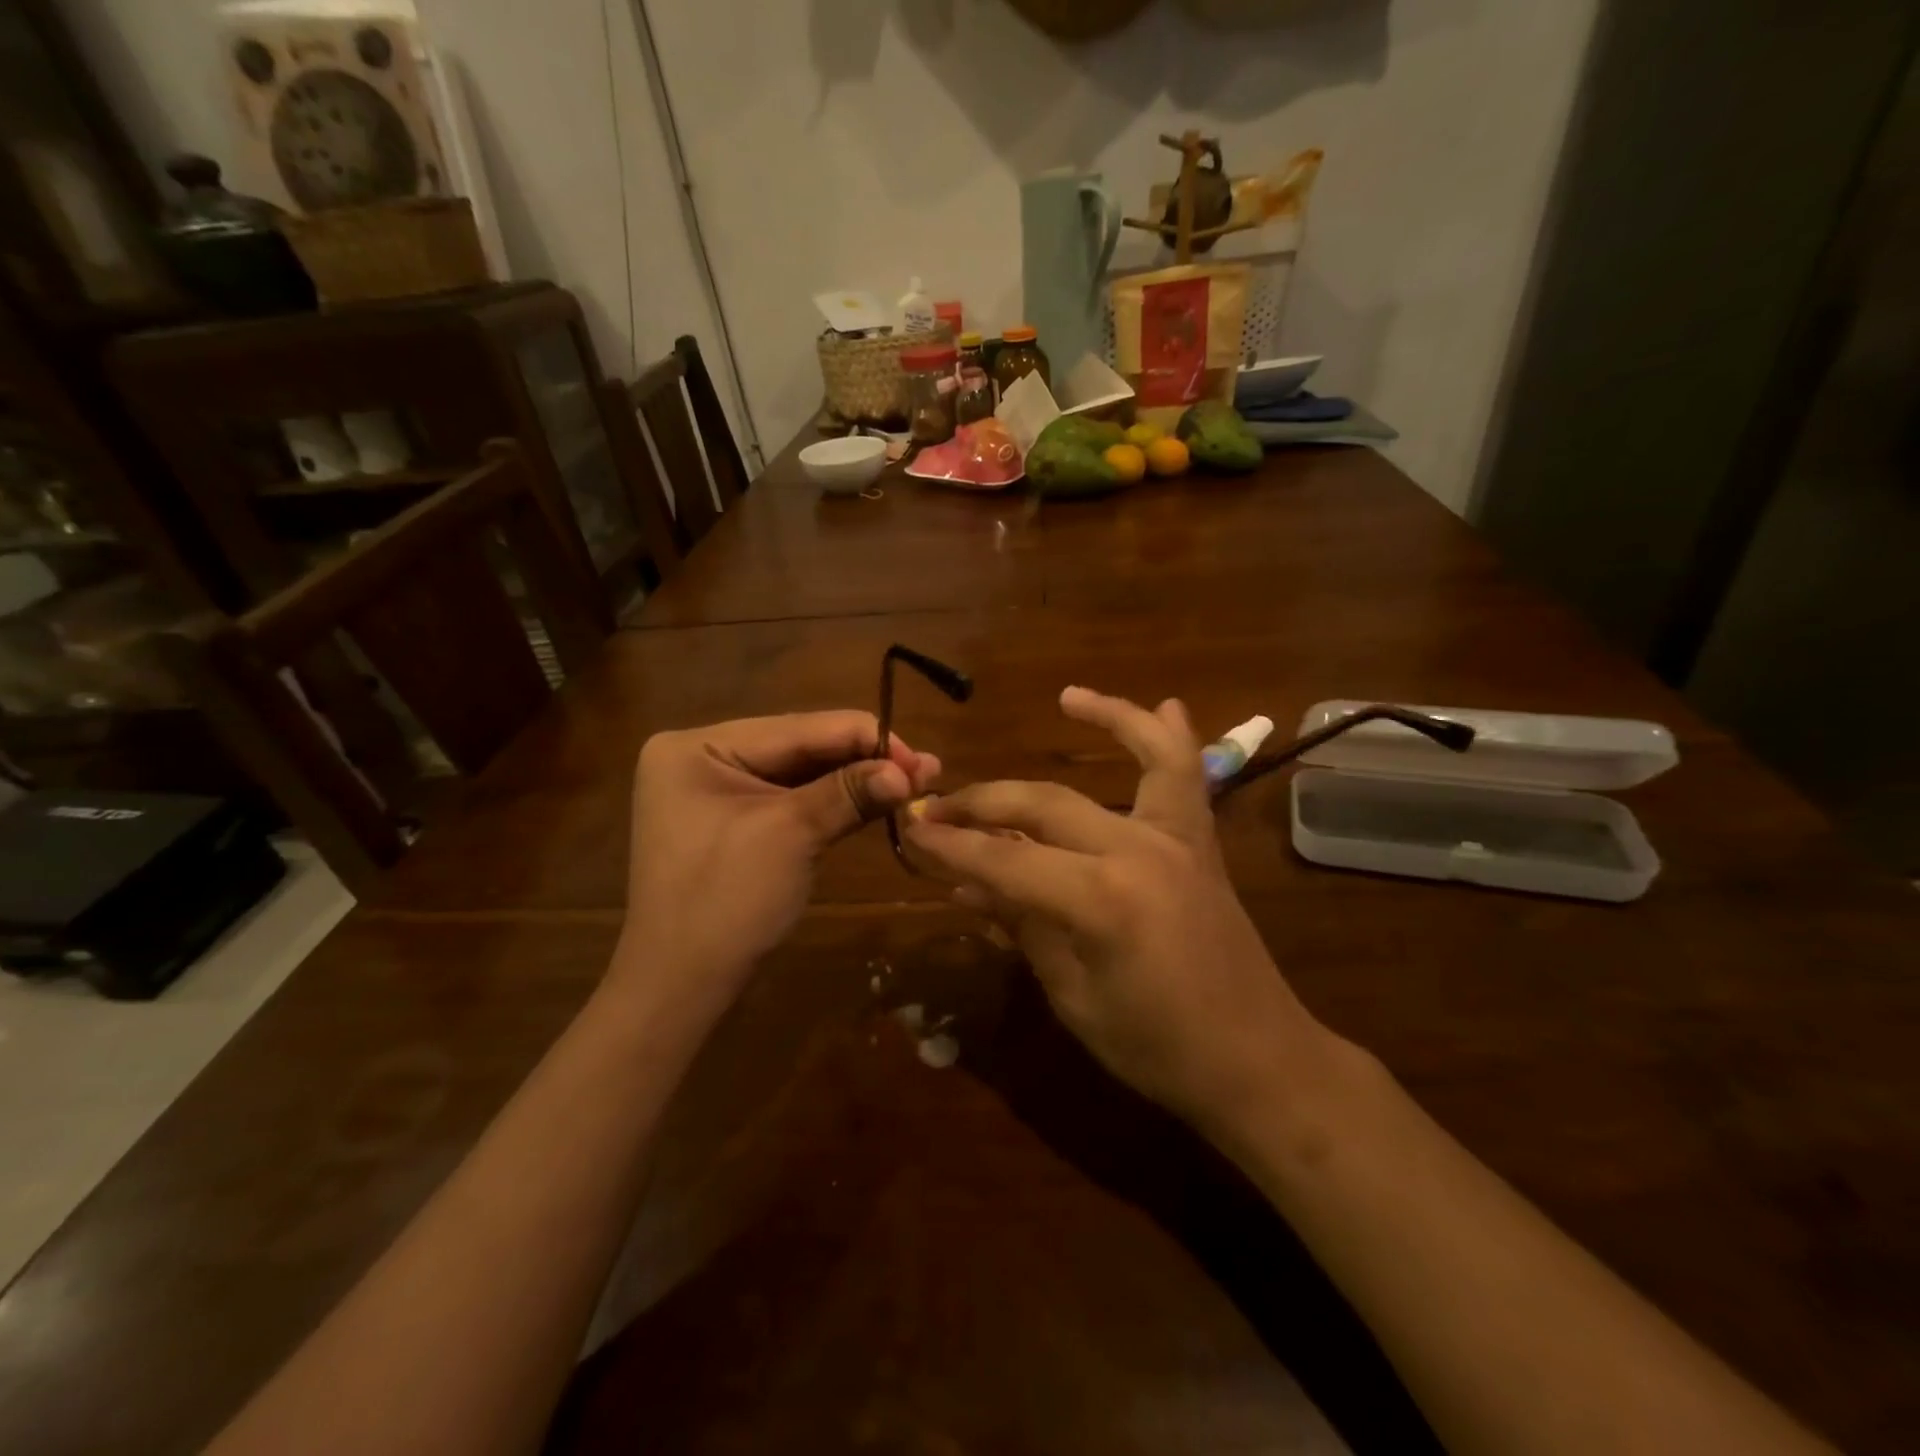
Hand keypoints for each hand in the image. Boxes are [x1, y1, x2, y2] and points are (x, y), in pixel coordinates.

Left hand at [622, 712, 939, 1009]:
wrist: (680, 988)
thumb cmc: (725, 902)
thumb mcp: (790, 836)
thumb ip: (849, 793)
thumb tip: (911, 771)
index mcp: (697, 746)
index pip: (796, 727)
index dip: (864, 737)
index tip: (919, 756)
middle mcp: (704, 756)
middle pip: (800, 747)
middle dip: (864, 759)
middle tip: (926, 770)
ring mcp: (718, 790)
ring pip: (801, 774)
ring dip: (856, 779)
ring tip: (916, 780)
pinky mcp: (736, 820)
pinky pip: (792, 800)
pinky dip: (835, 801)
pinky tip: (878, 797)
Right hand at [903, 687, 1324, 1132]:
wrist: (1257, 1061)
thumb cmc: (1157, 1048)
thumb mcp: (1074, 996)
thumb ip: (1022, 925)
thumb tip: (966, 883)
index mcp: (1101, 901)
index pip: (1005, 861)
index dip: (952, 846)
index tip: (911, 830)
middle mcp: (1139, 850)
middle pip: (1045, 804)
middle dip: (983, 801)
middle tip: (938, 804)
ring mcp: (1178, 838)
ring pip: (1142, 756)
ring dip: (1106, 718)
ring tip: (1067, 697)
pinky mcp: (1201, 843)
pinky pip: (1189, 777)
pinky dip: (1174, 739)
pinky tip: (1165, 704)